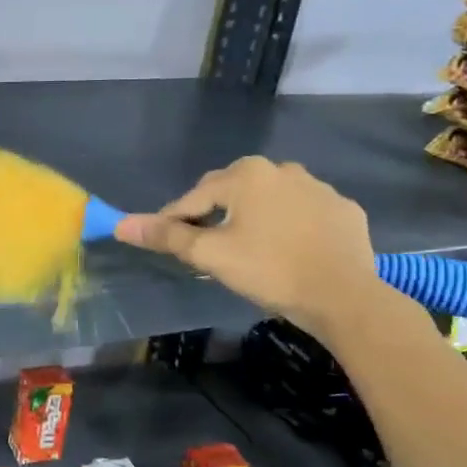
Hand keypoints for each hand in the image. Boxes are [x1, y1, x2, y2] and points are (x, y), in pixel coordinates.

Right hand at [115, 156, 381, 338]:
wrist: (345, 297)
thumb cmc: (269, 270)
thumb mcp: (210, 255)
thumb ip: (166, 236)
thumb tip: (121, 225)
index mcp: (246, 175)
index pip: (195, 197)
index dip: (174, 220)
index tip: (165, 241)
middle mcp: (283, 169)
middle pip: (232, 192)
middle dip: (214, 214)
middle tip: (205, 247)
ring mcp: (319, 188)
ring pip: (270, 200)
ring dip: (253, 217)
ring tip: (247, 248)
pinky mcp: (344, 210)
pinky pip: (304, 213)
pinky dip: (290, 225)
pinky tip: (288, 249)